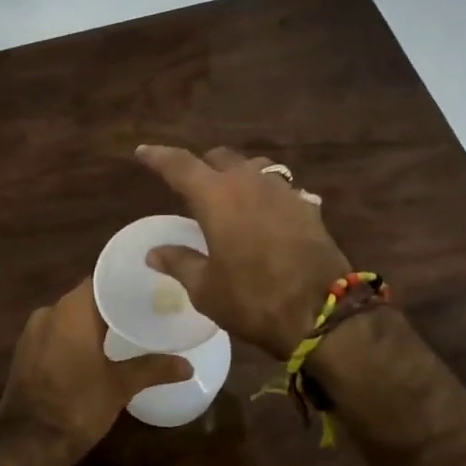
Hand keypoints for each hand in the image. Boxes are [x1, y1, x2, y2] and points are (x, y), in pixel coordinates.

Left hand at [0, 279, 188, 465]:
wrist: (28, 444)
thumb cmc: (78, 405)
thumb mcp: (120, 387)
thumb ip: (153, 368)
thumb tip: (188, 365)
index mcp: (72, 310)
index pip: (101, 281)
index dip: (124, 283)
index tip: (148, 288)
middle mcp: (48, 312)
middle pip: (85, 298)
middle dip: (111, 305)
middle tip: (143, 311)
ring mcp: (31, 333)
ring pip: (68, 318)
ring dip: (91, 323)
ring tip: (122, 332)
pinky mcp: (24, 353)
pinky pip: (54, 335)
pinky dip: (73, 338)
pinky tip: (93, 352)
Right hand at [135, 145, 350, 358]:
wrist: (323, 312)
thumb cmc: (253, 300)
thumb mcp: (206, 289)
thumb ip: (179, 262)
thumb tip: (154, 252)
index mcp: (216, 196)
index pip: (179, 165)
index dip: (158, 157)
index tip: (142, 153)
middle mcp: (249, 182)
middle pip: (220, 158)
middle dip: (201, 166)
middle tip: (190, 185)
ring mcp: (283, 191)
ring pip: (253, 167)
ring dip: (236, 174)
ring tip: (229, 195)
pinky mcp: (307, 206)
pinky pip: (279, 187)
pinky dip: (264, 194)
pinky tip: (264, 215)